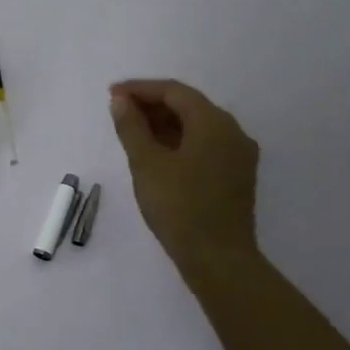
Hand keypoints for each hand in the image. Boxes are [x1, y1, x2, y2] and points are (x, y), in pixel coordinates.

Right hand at [109, 78, 261, 278]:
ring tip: (133, 132)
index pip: (174, 92)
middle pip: (189, 106)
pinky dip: (179, 142)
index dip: (140, 89)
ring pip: (198, 127)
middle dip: (152, 105)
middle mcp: (232, 131)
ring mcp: (238, 155)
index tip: (112, 95)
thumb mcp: (146, 164)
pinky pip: (205, 146)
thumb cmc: (179, 206)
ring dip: (165, 124)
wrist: (219, 259)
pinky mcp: (236, 176)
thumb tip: (120, 101)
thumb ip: (132, 127)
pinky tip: (157, 154)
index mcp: (213, 122)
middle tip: (119, 112)